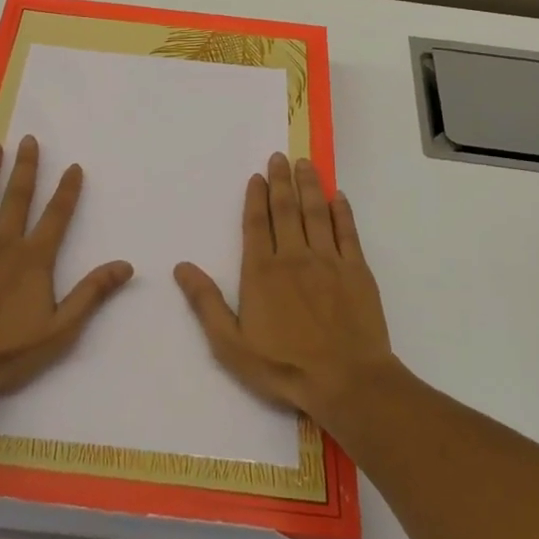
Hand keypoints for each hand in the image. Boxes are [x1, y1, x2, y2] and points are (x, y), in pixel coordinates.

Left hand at [0, 136, 132, 404]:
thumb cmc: (4, 355)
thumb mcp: (59, 331)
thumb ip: (91, 294)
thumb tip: (126, 265)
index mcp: (33, 259)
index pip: (56, 215)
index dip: (67, 190)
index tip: (74, 166)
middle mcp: (2, 242)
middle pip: (17, 196)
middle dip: (26, 166)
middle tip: (29, 139)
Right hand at [174, 152, 394, 426]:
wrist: (347, 381)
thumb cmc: (284, 366)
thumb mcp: (231, 344)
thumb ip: (207, 303)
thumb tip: (182, 267)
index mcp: (262, 271)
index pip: (257, 224)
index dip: (256, 197)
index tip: (257, 176)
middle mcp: (294, 256)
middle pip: (286, 209)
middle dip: (281, 180)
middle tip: (280, 157)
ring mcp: (328, 260)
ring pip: (316, 212)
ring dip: (310, 185)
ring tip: (305, 164)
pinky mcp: (357, 270)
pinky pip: (348, 232)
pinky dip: (342, 211)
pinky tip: (339, 197)